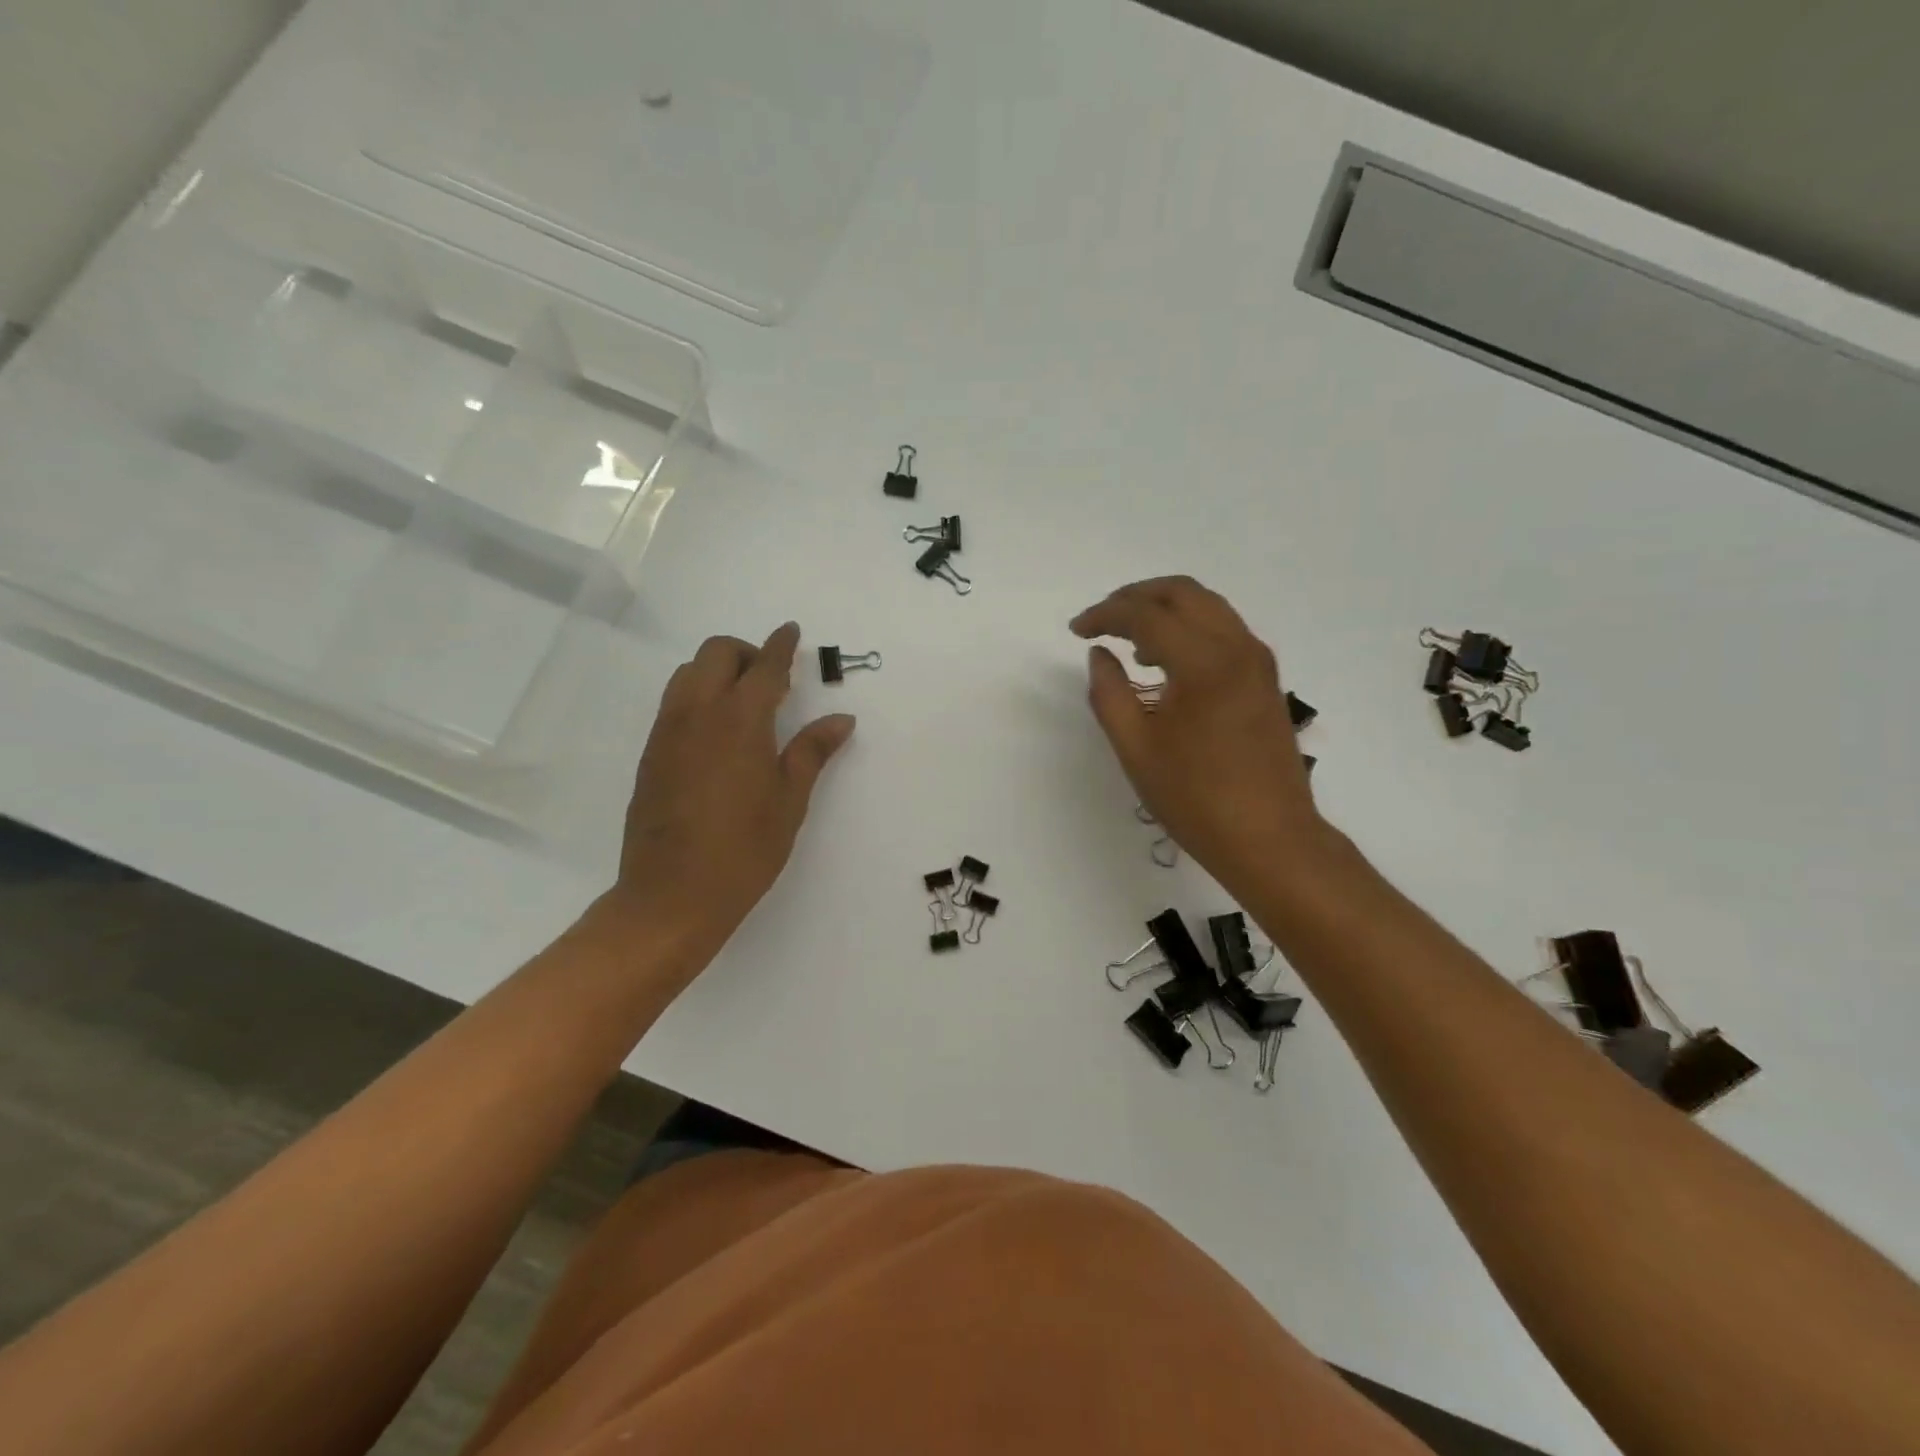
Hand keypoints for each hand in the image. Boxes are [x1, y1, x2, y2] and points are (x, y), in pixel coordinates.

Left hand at [605, 623, 854, 954]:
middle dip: (745, 652)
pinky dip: (698, 696)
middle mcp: (697, 714)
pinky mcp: (650, 754)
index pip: (764, 667)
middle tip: (772, 680)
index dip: (781, 645)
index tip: (791, 631)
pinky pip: (674, 703)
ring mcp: (667, 732)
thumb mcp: (789, 801)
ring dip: (717, 671)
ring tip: (744, 704)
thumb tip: (842, 719)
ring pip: (688, 674)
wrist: (672, 896)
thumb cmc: (744, 850)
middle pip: (716, 653)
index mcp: (740, 721)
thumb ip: (812, 751)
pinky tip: (717, 733)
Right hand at [1071, 577, 1326, 891]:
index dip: (1105, 615)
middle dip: (1136, 596)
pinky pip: (1224, 630)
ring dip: (1165, 609)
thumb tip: (1100, 654)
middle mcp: (1237, 647)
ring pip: (1208, 606)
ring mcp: (1257, 661)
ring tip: (1130, 640)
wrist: (1270, 838)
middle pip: (1183, 592)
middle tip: (1102, 618)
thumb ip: (1109, 693)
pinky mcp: (1265, 678)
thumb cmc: (1196, 798)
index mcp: (1203, 663)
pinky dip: (1190, 628)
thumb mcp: (1136, 749)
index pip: (1146, 615)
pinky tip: (1166, 662)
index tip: (1076, 629)